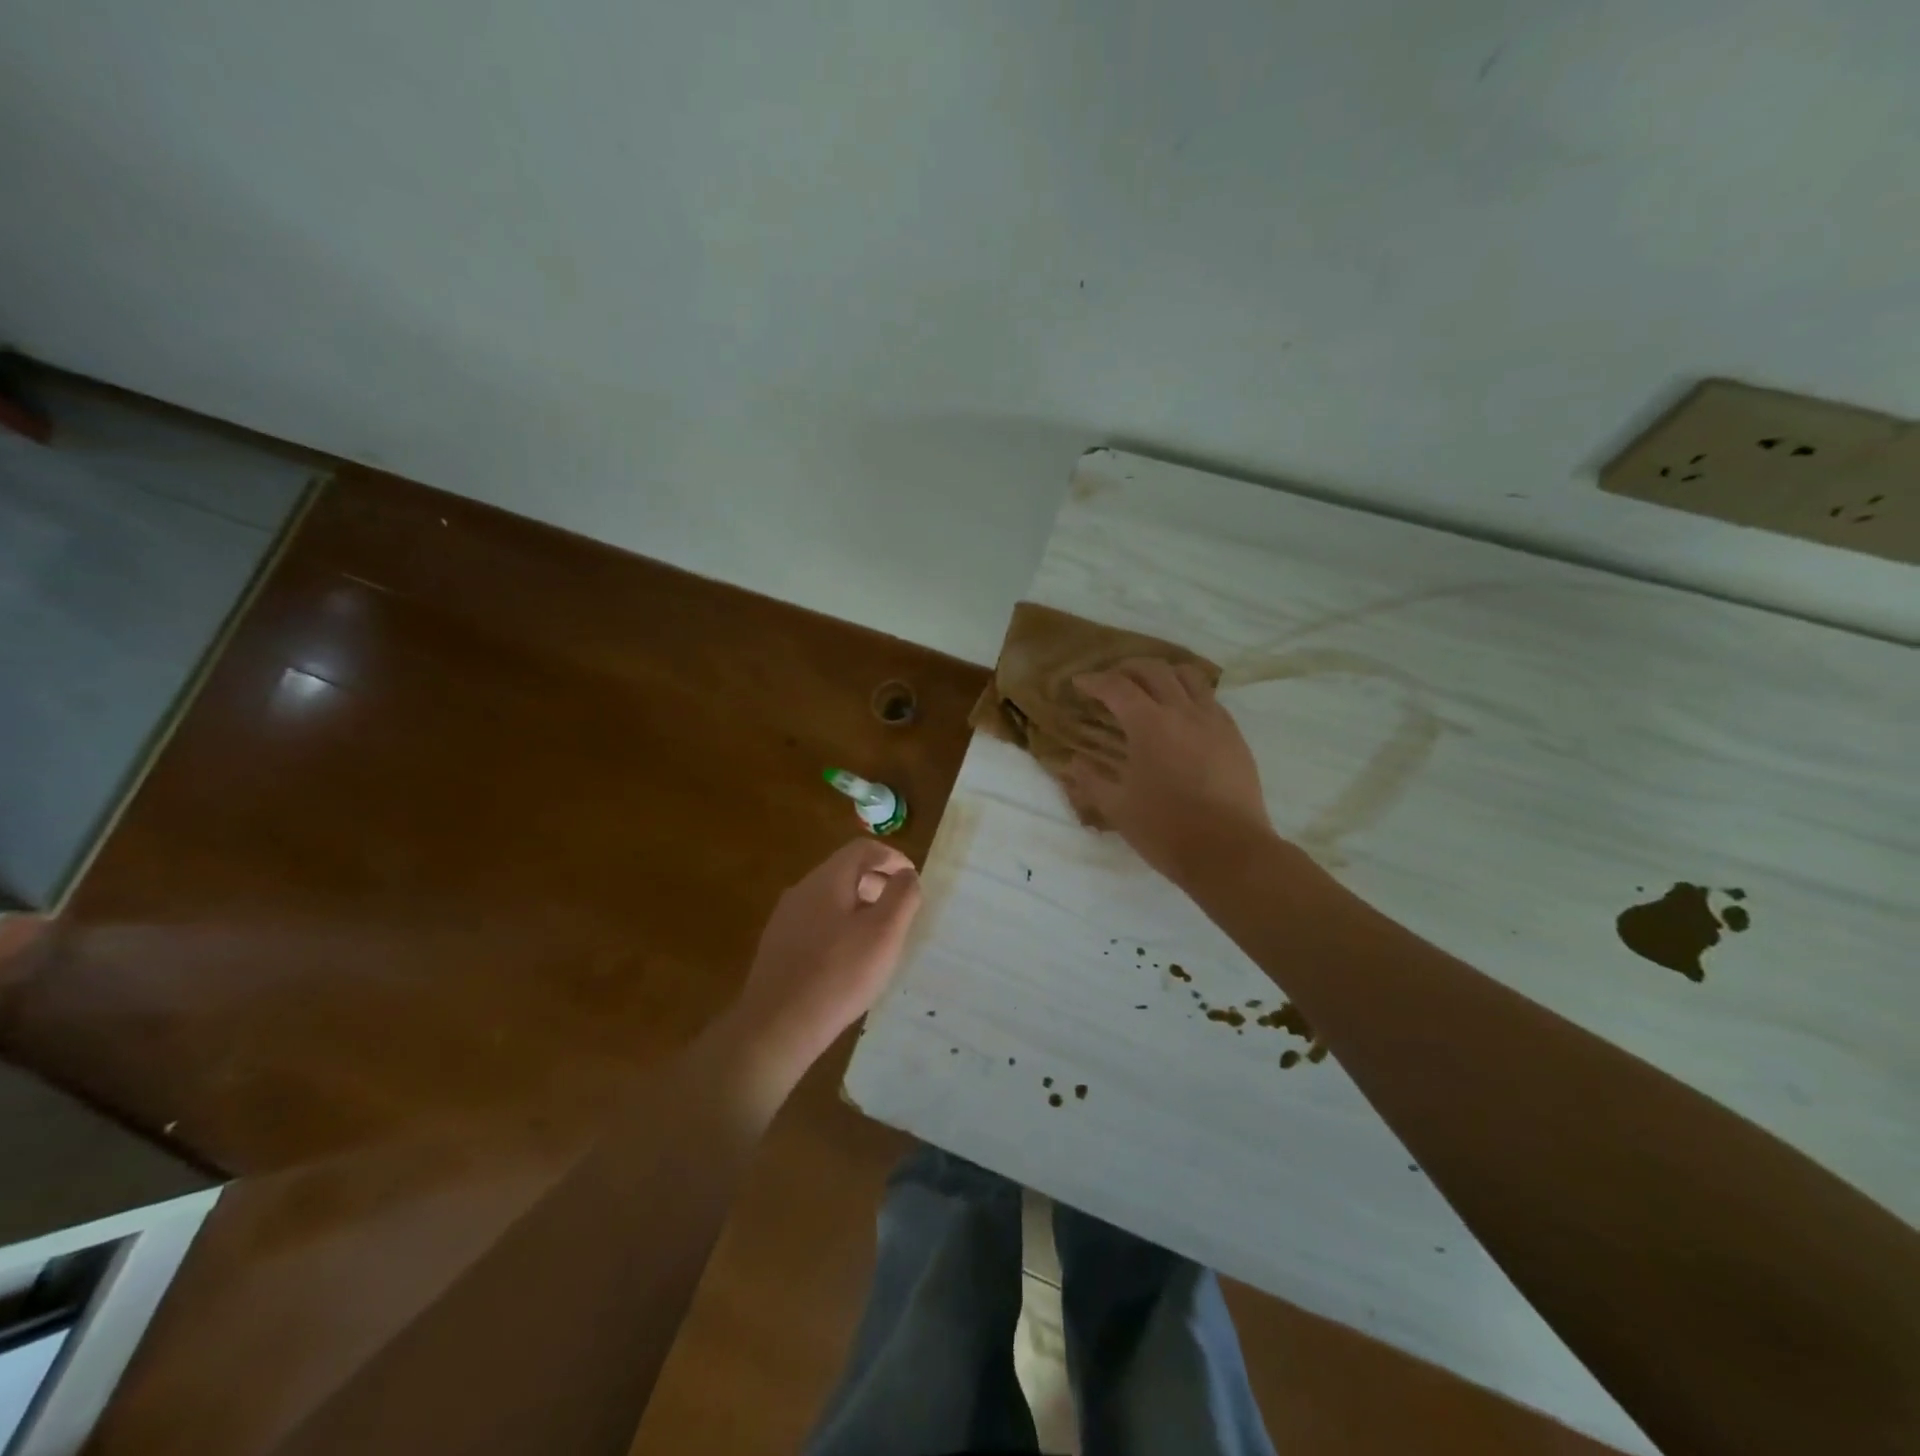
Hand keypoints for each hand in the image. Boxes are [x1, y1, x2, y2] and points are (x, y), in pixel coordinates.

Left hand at [728, 838, 922, 1075]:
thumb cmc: (838, 974)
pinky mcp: (778, 946)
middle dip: (877, 882)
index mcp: (826, 880)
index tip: (912, 879)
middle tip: (900, 909)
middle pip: (845, 871)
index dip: (892, 857)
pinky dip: (840, 926)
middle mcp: (801, 891)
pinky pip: (816, 922)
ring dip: (859, 906)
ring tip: (879, 936)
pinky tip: (849, 959)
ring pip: (830, 898)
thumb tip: (906, 874)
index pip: (862, 849)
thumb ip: (901, 897)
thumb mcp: (884, 933)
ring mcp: (785, 919)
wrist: (776, 1026)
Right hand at [1062, 659, 1274, 883]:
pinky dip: (1189, 694)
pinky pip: (1210, 699)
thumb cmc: (1166, 829)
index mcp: (1149, 725)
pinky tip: (1182, 715)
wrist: (1229, 851)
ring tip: (1149, 687)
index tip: (1079, 683)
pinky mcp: (1234, 736)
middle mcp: (1182, 712)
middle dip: (1127, 668)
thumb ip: (1091, 780)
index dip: (1094, 681)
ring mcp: (1214, 721)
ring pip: (1188, 676)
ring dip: (1163, 673)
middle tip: (1111, 681)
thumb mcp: (1117, 807)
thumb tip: (1072, 763)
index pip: (1116, 687)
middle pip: (1153, 670)